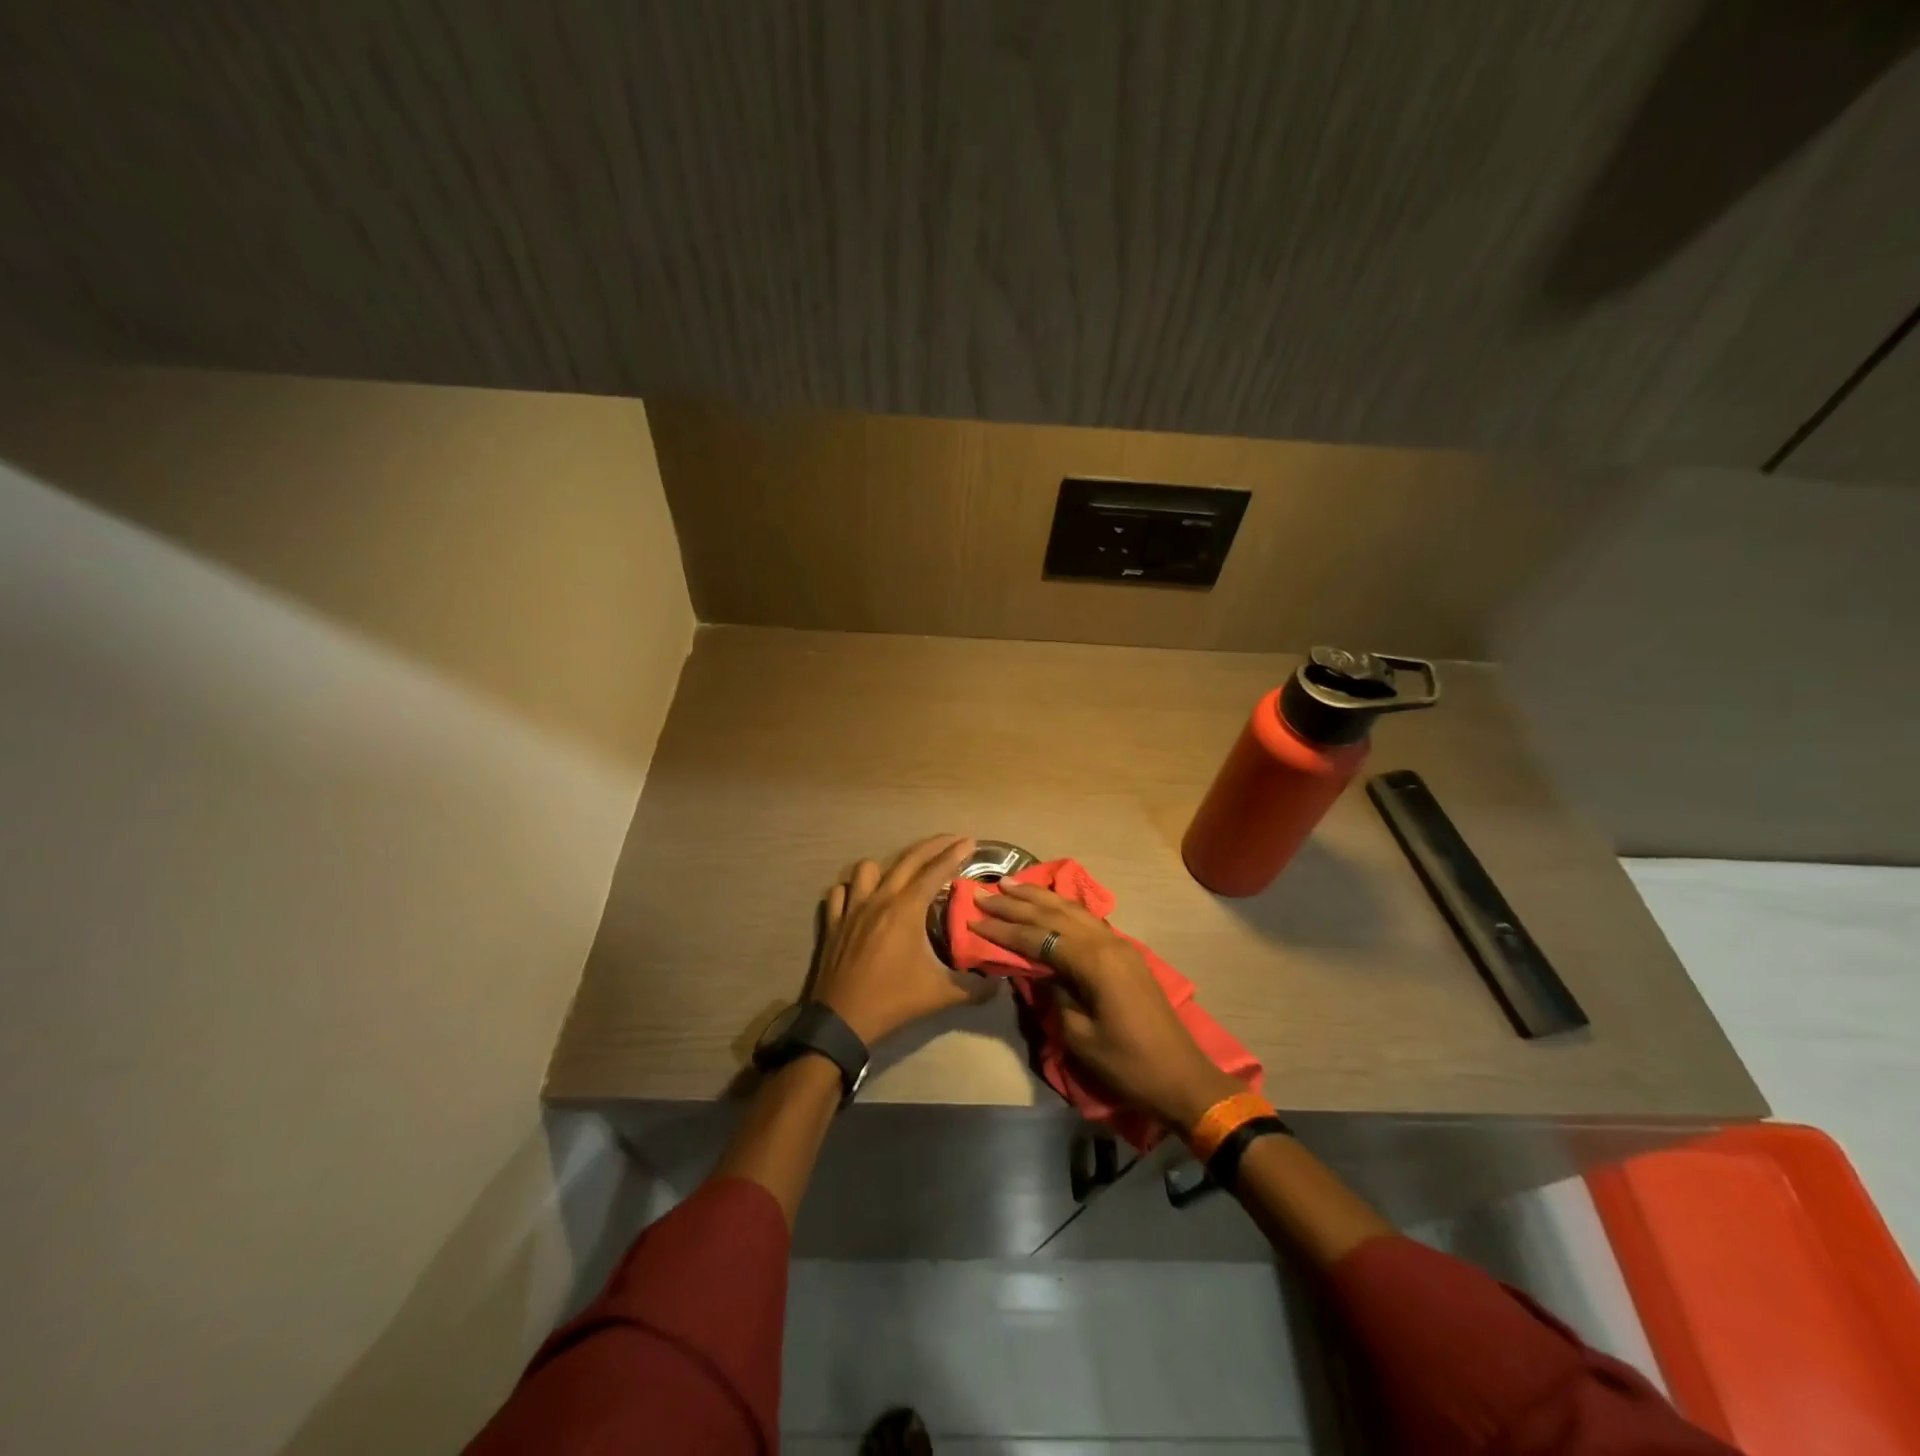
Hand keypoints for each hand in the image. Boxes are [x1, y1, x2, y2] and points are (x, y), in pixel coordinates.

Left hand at [811, 834, 984, 1045]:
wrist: (842, 1021)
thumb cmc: (892, 1001)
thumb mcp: (940, 995)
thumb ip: (973, 988)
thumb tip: (998, 984)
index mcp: (906, 910)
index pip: (935, 871)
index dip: (954, 854)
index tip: (970, 841)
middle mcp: (879, 899)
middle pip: (908, 860)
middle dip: (933, 846)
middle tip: (952, 840)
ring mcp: (853, 908)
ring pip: (868, 868)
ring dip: (888, 866)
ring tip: (903, 875)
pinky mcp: (834, 922)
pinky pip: (841, 892)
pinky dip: (853, 888)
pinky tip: (864, 897)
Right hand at [970, 882, 1240, 1130]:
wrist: (1180, 1077)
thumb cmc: (1126, 1063)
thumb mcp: (1078, 1036)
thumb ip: (1053, 995)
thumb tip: (1036, 970)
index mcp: (1093, 961)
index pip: (1037, 937)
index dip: (1003, 930)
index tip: (973, 918)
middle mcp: (1106, 941)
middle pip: (1053, 914)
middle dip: (1016, 903)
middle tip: (983, 892)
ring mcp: (1119, 944)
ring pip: (1072, 910)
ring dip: (1039, 897)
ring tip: (1010, 884)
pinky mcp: (1125, 953)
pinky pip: (1086, 919)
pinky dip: (1061, 907)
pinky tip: (1048, 902)